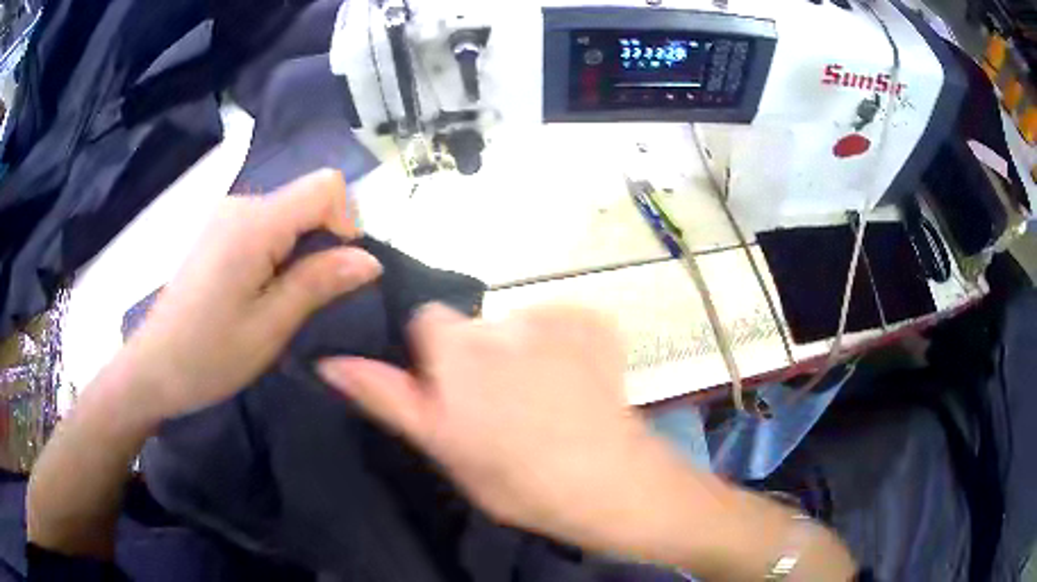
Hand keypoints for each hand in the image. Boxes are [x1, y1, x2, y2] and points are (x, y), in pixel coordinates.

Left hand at [121, 169, 381, 422]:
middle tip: (308, 299)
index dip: (346, 222)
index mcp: (253, 225)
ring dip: (300, 252)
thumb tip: (369, 259)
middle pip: (307, 198)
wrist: (152, 368)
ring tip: (280, 302)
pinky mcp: (218, 232)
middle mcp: (240, 205)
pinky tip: (259, 292)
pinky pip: (266, 226)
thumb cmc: (208, 356)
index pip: (326, 186)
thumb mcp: (270, 327)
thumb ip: (318, 283)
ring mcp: (226, 216)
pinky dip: (279, 252)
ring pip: (288, 214)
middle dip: (323, 243)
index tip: (337, 272)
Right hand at [317, 304, 657, 545]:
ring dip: (523, 352)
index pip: (426, 321)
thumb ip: (385, 396)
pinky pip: (562, 324)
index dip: (434, 356)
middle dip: (479, 357)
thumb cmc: (516, 478)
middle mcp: (502, 318)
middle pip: (475, 327)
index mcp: (457, 348)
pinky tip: (577, 384)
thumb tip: (329, 362)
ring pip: (519, 327)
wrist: (608, 482)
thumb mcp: (440, 446)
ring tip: (546, 401)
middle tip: (501, 407)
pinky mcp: (594, 320)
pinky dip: (565, 346)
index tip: (451, 393)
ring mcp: (556, 315)